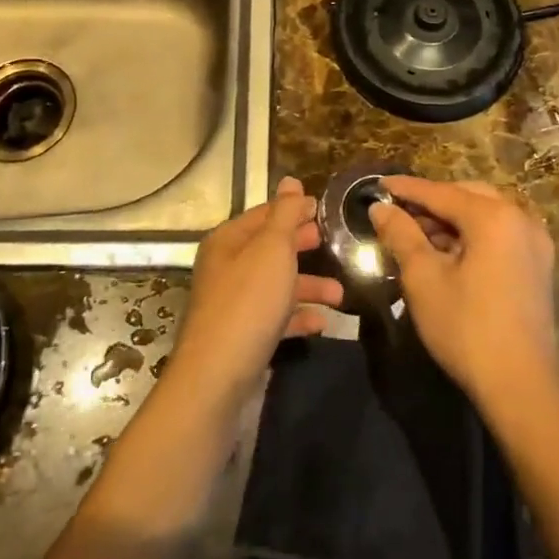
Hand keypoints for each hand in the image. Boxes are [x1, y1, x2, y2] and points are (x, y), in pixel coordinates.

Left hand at [171, 177, 344, 413]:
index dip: (294, 209)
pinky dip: (297, 317)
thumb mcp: (272, 249)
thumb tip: (291, 180)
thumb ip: (285, 214)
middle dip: (303, 246)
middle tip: (337, 244)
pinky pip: (275, 318)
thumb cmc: (248, 302)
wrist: (217, 377)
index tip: (326, 210)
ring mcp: (234, 304)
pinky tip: (322, 323)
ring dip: (308, 286)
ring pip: (276, 285)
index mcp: (229, 240)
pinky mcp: (242, 336)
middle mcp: (227, 267)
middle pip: (270, 249)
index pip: (265, 214)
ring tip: (342, 295)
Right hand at [370, 177, 558, 411]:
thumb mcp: (423, 277)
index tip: (377, 185)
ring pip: (485, 214)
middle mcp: (521, 219)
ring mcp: (535, 243)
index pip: (440, 192)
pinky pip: (500, 234)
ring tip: (417, 233)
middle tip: (397, 211)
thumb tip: (381, 209)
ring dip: (452, 219)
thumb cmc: (466, 327)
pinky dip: (472, 234)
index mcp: (494, 217)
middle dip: (431, 201)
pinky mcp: (537, 266)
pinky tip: (448, 252)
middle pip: (467, 196)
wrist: (521, 386)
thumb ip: (401, 234)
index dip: (406, 189)